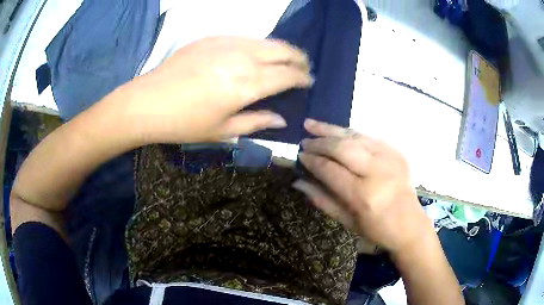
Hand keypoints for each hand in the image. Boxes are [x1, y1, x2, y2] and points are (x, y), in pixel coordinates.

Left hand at [117, 36, 312, 142]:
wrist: (147, 102)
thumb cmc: (184, 123)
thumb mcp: (222, 130)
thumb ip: (256, 122)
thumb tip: (281, 119)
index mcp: (247, 85)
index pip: (287, 75)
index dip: (302, 77)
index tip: (308, 81)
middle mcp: (242, 58)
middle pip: (281, 51)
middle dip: (298, 58)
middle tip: (304, 66)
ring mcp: (226, 43)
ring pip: (265, 40)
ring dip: (281, 48)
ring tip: (286, 57)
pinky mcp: (211, 38)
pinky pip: (244, 37)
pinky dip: (258, 44)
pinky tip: (256, 52)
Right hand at [293, 119, 433, 254]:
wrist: (410, 224)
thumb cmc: (376, 229)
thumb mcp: (346, 221)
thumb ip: (322, 200)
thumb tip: (298, 181)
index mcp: (362, 195)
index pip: (330, 170)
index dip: (312, 161)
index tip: (300, 155)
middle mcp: (376, 172)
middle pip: (342, 148)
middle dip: (319, 142)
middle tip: (304, 140)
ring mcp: (389, 159)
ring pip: (355, 136)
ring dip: (332, 129)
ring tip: (313, 124)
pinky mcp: (396, 153)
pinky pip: (369, 137)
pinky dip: (351, 133)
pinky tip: (338, 132)